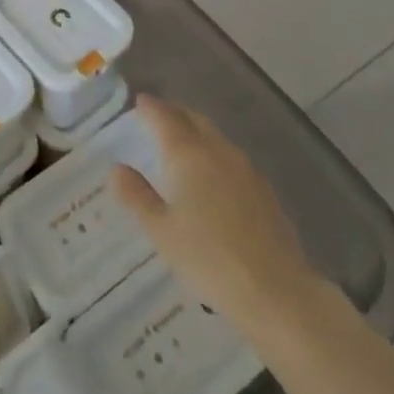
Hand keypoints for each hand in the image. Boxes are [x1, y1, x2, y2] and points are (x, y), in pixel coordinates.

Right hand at [111, 94, 317, 327]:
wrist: (276, 291)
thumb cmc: (209, 259)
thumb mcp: (161, 231)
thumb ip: (137, 196)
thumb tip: (116, 169)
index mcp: (188, 153)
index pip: (164, 116)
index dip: (149, 107)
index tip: (138, 102)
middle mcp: (217, 150)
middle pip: (193, 118)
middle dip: (174, 113)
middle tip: (157, 116)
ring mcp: (245, 168)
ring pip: (215, 136)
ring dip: (196, 131)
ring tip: (181, 143)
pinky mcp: (264, 189)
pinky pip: (231, 157)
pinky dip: (214, 152)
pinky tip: (212, 175)